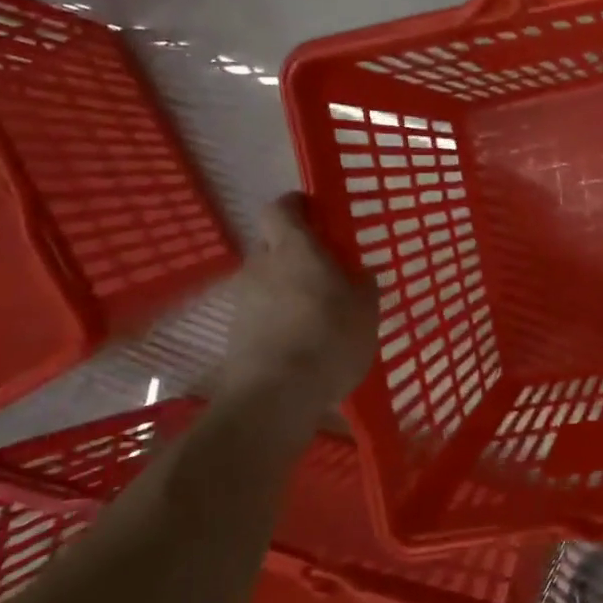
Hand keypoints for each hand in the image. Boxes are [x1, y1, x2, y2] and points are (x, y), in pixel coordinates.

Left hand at [219, 195, 378, 406]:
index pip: (281, 207)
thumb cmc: (329, 339)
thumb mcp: (366, 311)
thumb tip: (360, 276)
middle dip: (295, 251)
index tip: (318, 215)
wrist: (274, 396)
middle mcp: (262, 265)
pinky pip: (261, 309)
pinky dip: (278, 316)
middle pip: (273, 243)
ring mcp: (244, 299)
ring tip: (317, 312)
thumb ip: (363, 287)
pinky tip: (301, 340)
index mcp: (295, 248)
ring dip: (287, 286)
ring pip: (266, 278)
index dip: (297, 206)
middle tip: (326, 270)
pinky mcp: (236, 331)